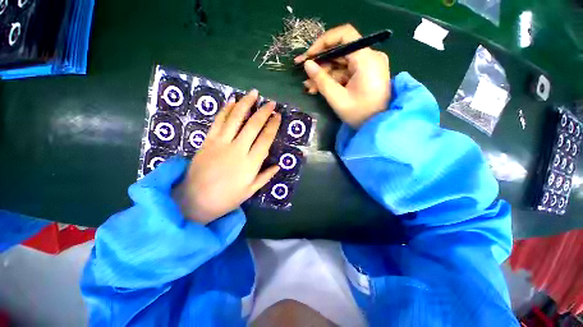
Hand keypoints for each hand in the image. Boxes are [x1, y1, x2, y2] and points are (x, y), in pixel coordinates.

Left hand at [173, 90, 280, 223]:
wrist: (195, 200)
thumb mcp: (250, 191)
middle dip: (264, 112)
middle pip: (253, 126)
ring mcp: (221, 143)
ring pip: (235, 119)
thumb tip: (278, 165)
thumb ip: (265, 176)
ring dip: (245, 104)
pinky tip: (232, 101)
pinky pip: (218, 122)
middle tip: (271, 103)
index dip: (273, 126)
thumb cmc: (227, 198)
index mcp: (251, 163)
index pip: (265, 139)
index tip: (278, 116)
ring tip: (253, 94)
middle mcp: (238, 150)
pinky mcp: (208, 141)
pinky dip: (226, 110)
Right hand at [295, 24, 390, 128]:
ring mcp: (367, 66)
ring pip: (340, 64)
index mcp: (366, 59)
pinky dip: (332, 80)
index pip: (344, 35)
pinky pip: (345, 73)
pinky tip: (319, 89)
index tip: (309, 56)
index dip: (323, 42)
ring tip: (309, 87)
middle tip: (304, 74)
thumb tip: (307, 64)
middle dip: (320, 64)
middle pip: (340, 52)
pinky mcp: (364, 74)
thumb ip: (321, 80)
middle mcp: (369, 57)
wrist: (377, 126)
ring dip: (324, 75)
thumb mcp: (337, 98)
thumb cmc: (359, 114)